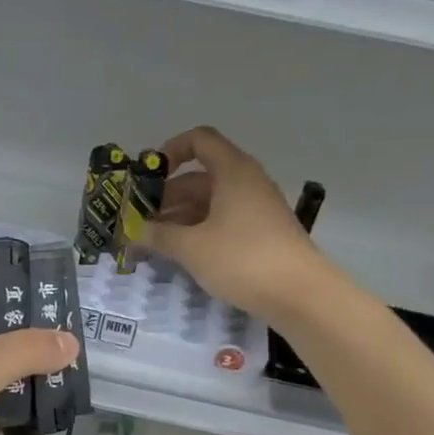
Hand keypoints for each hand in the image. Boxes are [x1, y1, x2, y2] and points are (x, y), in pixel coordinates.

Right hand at [144, 126, 327, 319]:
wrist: (300, 294)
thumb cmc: (242, 259)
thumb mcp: (191, 247)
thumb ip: (158, 235)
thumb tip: (133, 230)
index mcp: (232, 171)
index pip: (200, 140)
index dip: (171, 150)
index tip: (148, 176)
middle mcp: (247, 182)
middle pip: (200, 177)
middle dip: (167, 197)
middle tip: (140, 222)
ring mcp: (257, 209)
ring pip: (211, 203)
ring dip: (181, 218)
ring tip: (155, 242)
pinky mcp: (263, 234)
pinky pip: (224, 222)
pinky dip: (201, 231)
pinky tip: (183, 255)